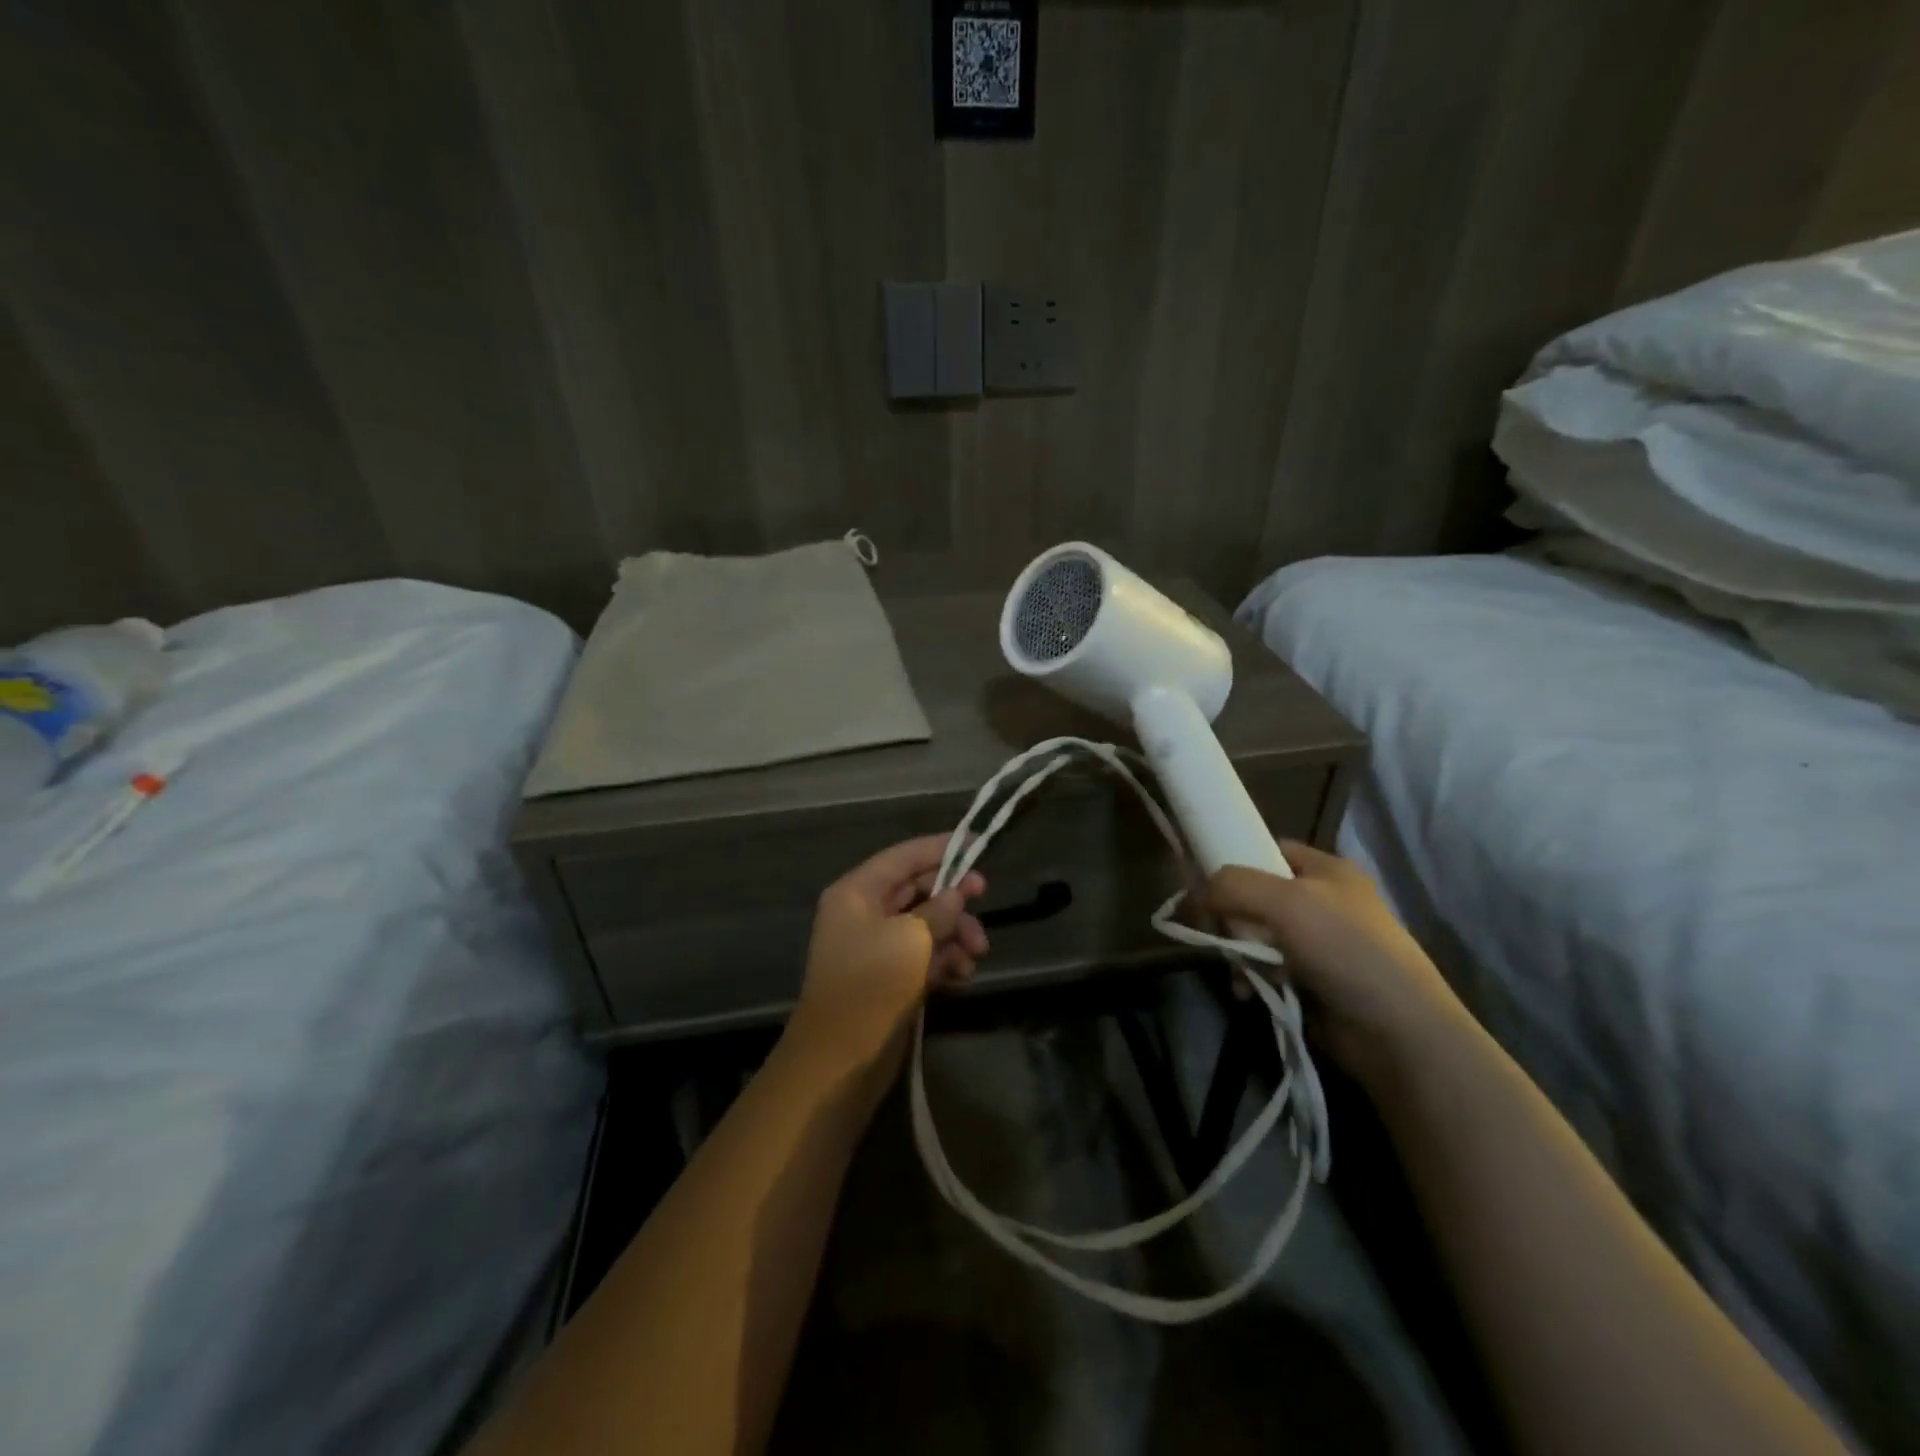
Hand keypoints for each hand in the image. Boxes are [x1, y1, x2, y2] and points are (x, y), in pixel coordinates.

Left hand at [786, 835, 988, 1077]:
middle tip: (985, 901)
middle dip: (953, 898)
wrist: (841, 1059)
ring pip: (925, 924)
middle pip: (917, 889)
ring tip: (976, 956)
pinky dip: (945, 960)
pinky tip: (963, 977)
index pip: (904, 856)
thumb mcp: (912, 938)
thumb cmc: (873, 985)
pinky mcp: (889, 977)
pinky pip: (923, 955)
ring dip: (954, 934)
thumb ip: (939, 909)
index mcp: (858, 892)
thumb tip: (956, 893)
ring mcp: (876, 946)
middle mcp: (864, 913)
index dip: (942, 848)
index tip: (979, 844)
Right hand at [1202, 841, 1469, 1087]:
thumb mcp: (1285, 902)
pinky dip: (1251, 977)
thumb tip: (1195, 894)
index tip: (1202, 880)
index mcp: (1326, 870)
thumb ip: (1232, 885)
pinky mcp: (1312, 980)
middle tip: (1217, 933)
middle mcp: (1322, 900)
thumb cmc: (1345, 949)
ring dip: (1238, 951)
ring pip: (1255, 933)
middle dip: (1230, 915)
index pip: (1268, 848)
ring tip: (1237, 973)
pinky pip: (1266, 967)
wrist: (1397, 1032)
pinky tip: (1248, 991)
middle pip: (1255, 893)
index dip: (1234, 858)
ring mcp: (1319, 943)